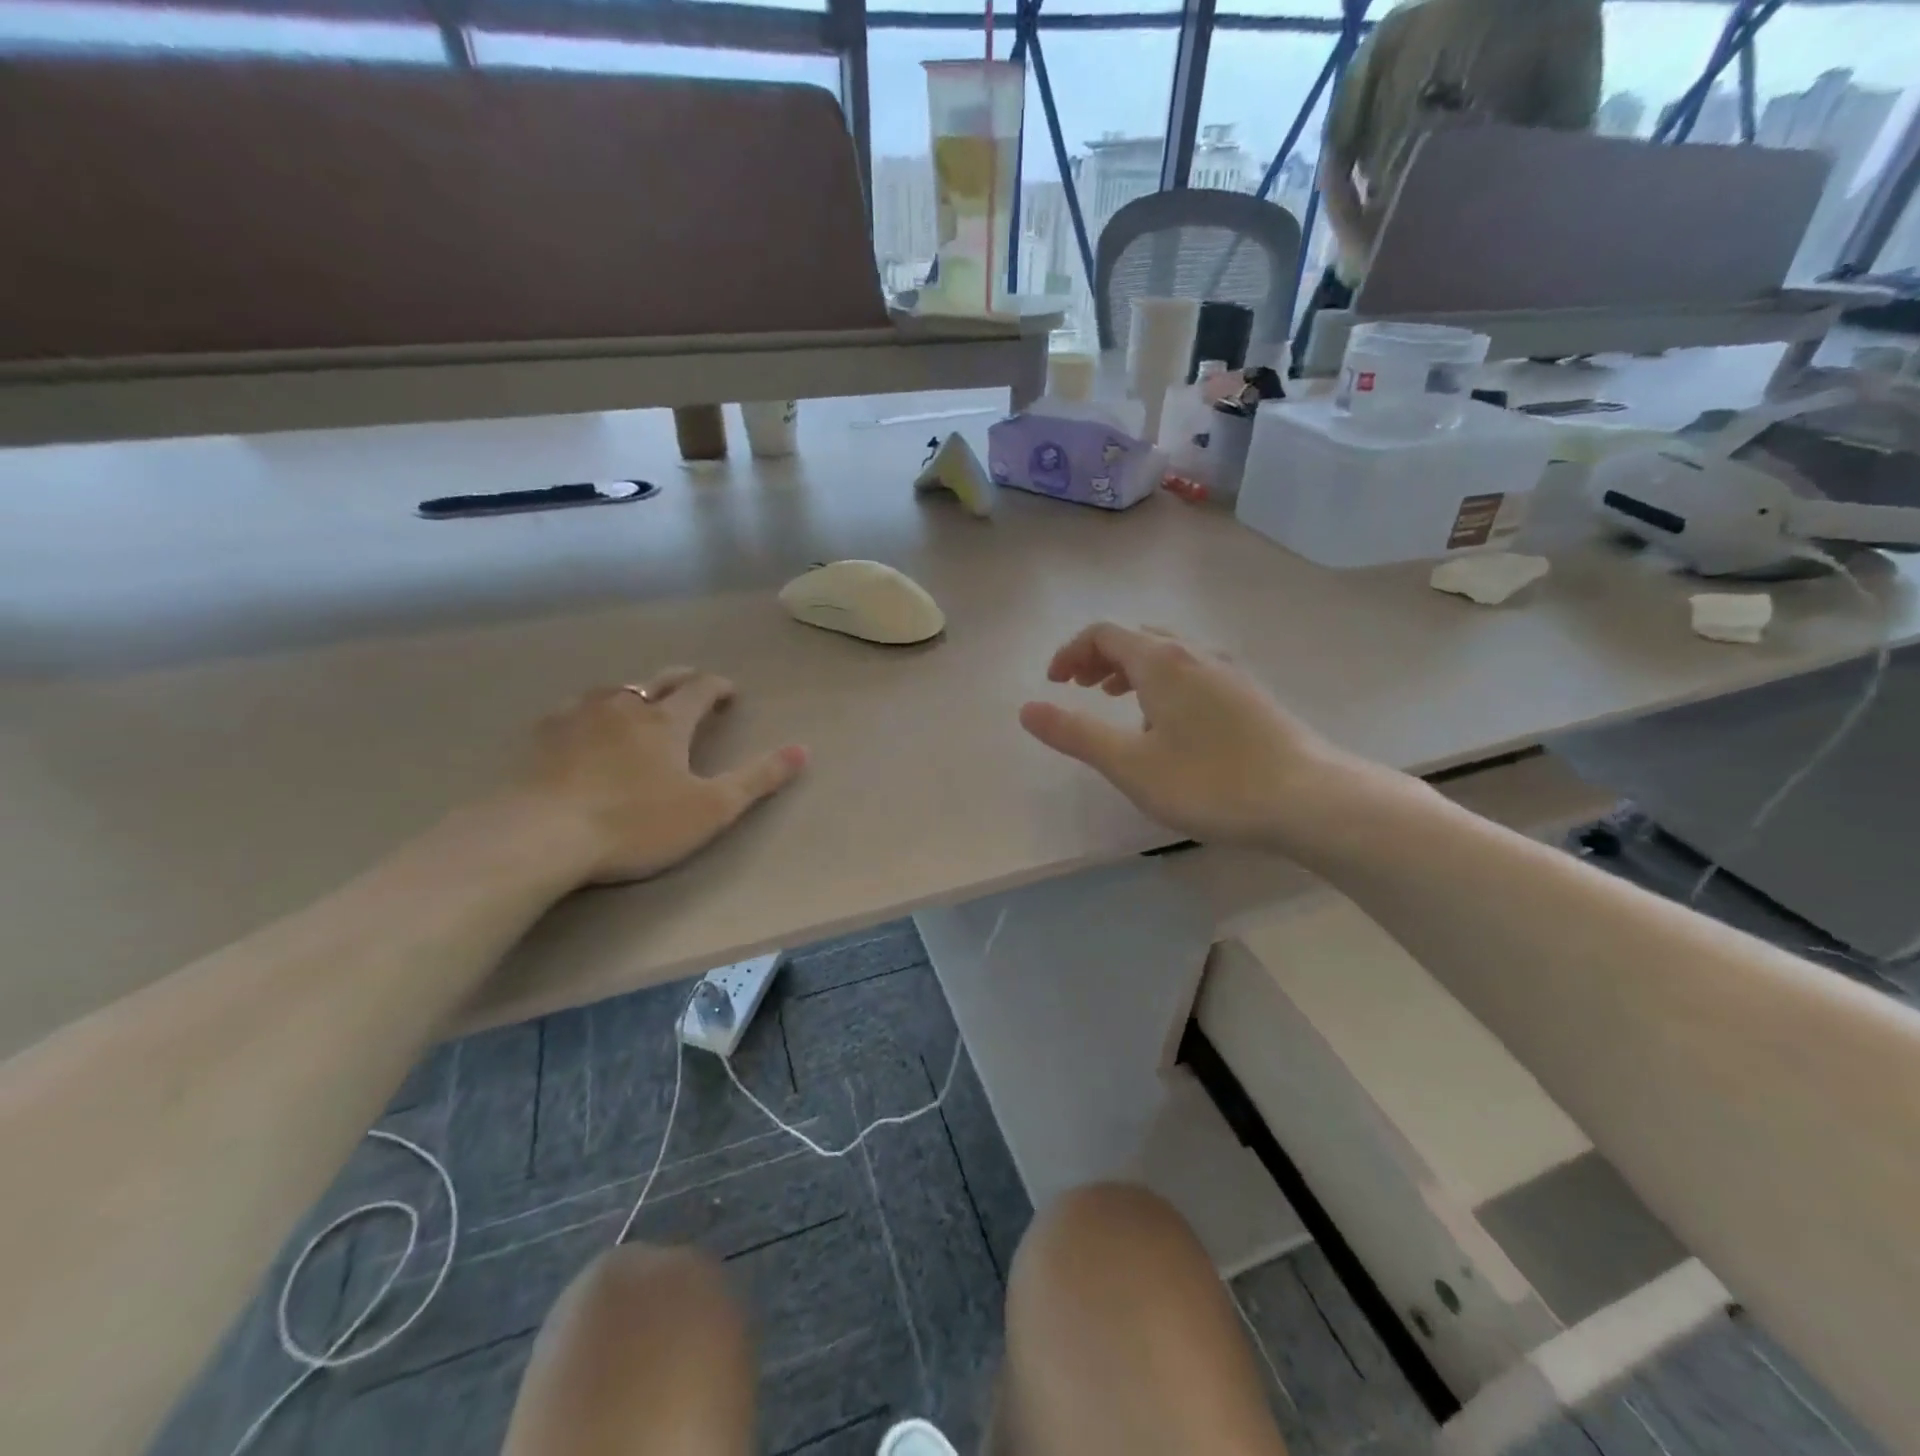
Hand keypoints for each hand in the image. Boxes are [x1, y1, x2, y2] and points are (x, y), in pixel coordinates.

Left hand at [508, 669, 806, 885]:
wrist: (540, 835)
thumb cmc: (636, 823)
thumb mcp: (710, 809)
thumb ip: (758, 779)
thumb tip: (802, 750)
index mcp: (667, 720)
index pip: (701, 689)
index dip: (719, 687)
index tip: (730, 693)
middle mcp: (624, 706)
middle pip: (659, 680)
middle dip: (682, 680)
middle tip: (694, 687)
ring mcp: (578, 716)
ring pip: (615, 690)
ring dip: (636, 692)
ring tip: (641, 704)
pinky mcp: (542, 736)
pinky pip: (574, 709)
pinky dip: (592, 710)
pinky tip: (584, 725)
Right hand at [1019, 624, 1346, 848]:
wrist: (1308, 798)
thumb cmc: (1210, 781)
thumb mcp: (1130, 764)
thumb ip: (1075, 734)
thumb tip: (1026, 709)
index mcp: (1162, 661)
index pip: (1104, 633)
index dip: (1071, 652)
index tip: (1053, 683)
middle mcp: (1196, 653)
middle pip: (1137, 637)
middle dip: (1100, 657)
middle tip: (1079, 688)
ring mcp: (1229, 671)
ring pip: (1169, 653)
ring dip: (1132, 669)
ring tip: (1117, 702)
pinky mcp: (1250, 694)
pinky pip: (1193, 671)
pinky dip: (1163, 682)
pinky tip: (1170, 725)